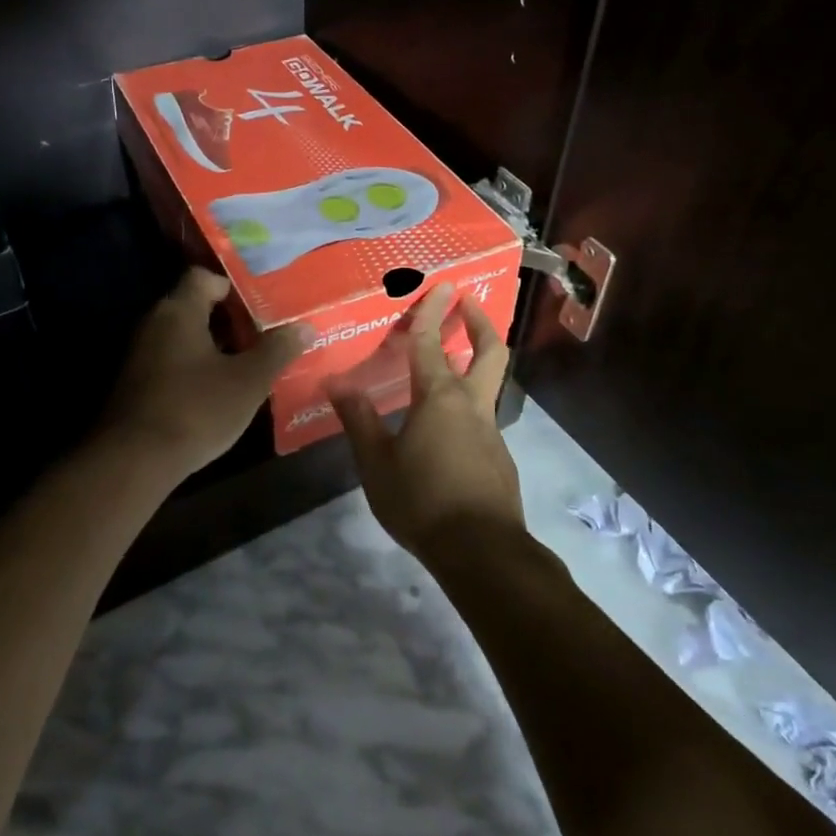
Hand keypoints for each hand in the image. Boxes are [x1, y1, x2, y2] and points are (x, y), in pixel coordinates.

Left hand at [104, 267, 308, 481]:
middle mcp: (154, 324)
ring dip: (214, 347)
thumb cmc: (196, 409)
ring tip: (249, 364)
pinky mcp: (136, 385)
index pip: (204, 277)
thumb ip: (277, 350)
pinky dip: (196, 369)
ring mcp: (141, 355)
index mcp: (179, 311)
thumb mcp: (248, 381)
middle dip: (230, 320)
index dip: (233, 287)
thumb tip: (305, 326)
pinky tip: (219, 392)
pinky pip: (172, 363)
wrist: (134, 461)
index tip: (261, 306)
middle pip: (194, 307)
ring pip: (184, 338)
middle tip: (264, 335)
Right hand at [328, 282, 522, 557]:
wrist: (482, 551)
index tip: (441, 284)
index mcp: (440, 398)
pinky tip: (444, 427)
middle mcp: (471, 405)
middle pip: (488, 351)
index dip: (433, 311)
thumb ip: (359, 420)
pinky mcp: (498, 456)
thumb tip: (336, 383)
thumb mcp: (377, 463)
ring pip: (487, 383)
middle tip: (468, 302)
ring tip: (449, 362)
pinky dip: (467, 403)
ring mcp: (490, 431)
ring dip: (475, 361)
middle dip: (479, 322)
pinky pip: (481, 416)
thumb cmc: (422, 501)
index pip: (433, 343)